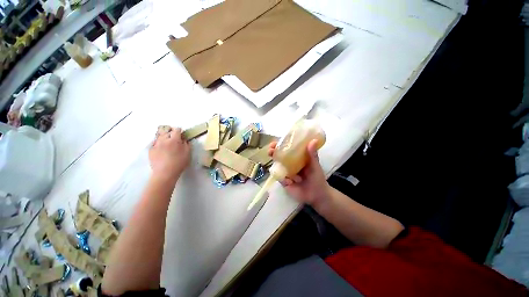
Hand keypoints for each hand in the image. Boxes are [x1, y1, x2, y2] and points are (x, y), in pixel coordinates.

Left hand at [149, 127, 190, 180]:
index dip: (179, 130)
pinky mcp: (151, 150)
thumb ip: (187, 144)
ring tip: (167, 141)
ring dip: (164, 136)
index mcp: (174, 140)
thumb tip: (184, 139)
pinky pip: (155, 143)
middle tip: (174, 137)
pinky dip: (159, 143)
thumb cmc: (179, 163)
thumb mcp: (188, 153)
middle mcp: (164, 140)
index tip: (181, 133)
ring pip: (159, 136)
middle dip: (171, 132)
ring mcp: (156, 144)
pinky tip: (161, 147)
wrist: (165, 173)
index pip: (176, 130)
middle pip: (167, 131)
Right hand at [268, 140, 329, 206]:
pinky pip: (280, 178)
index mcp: (296, 157)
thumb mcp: (315, 165)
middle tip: (271, 150)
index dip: (280, 144)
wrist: (316, 195)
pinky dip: (283, 179)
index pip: (286, 148)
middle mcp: (289, 164)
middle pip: (278, 156)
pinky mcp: (284, 182)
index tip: (275, 142)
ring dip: (274, 164)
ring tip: (278, 169)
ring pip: (277, 166)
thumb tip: (314, 140)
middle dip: (273, 152)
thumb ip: (312, 154)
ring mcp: (286, 172)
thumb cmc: (316, 178)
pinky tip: (291, 182)